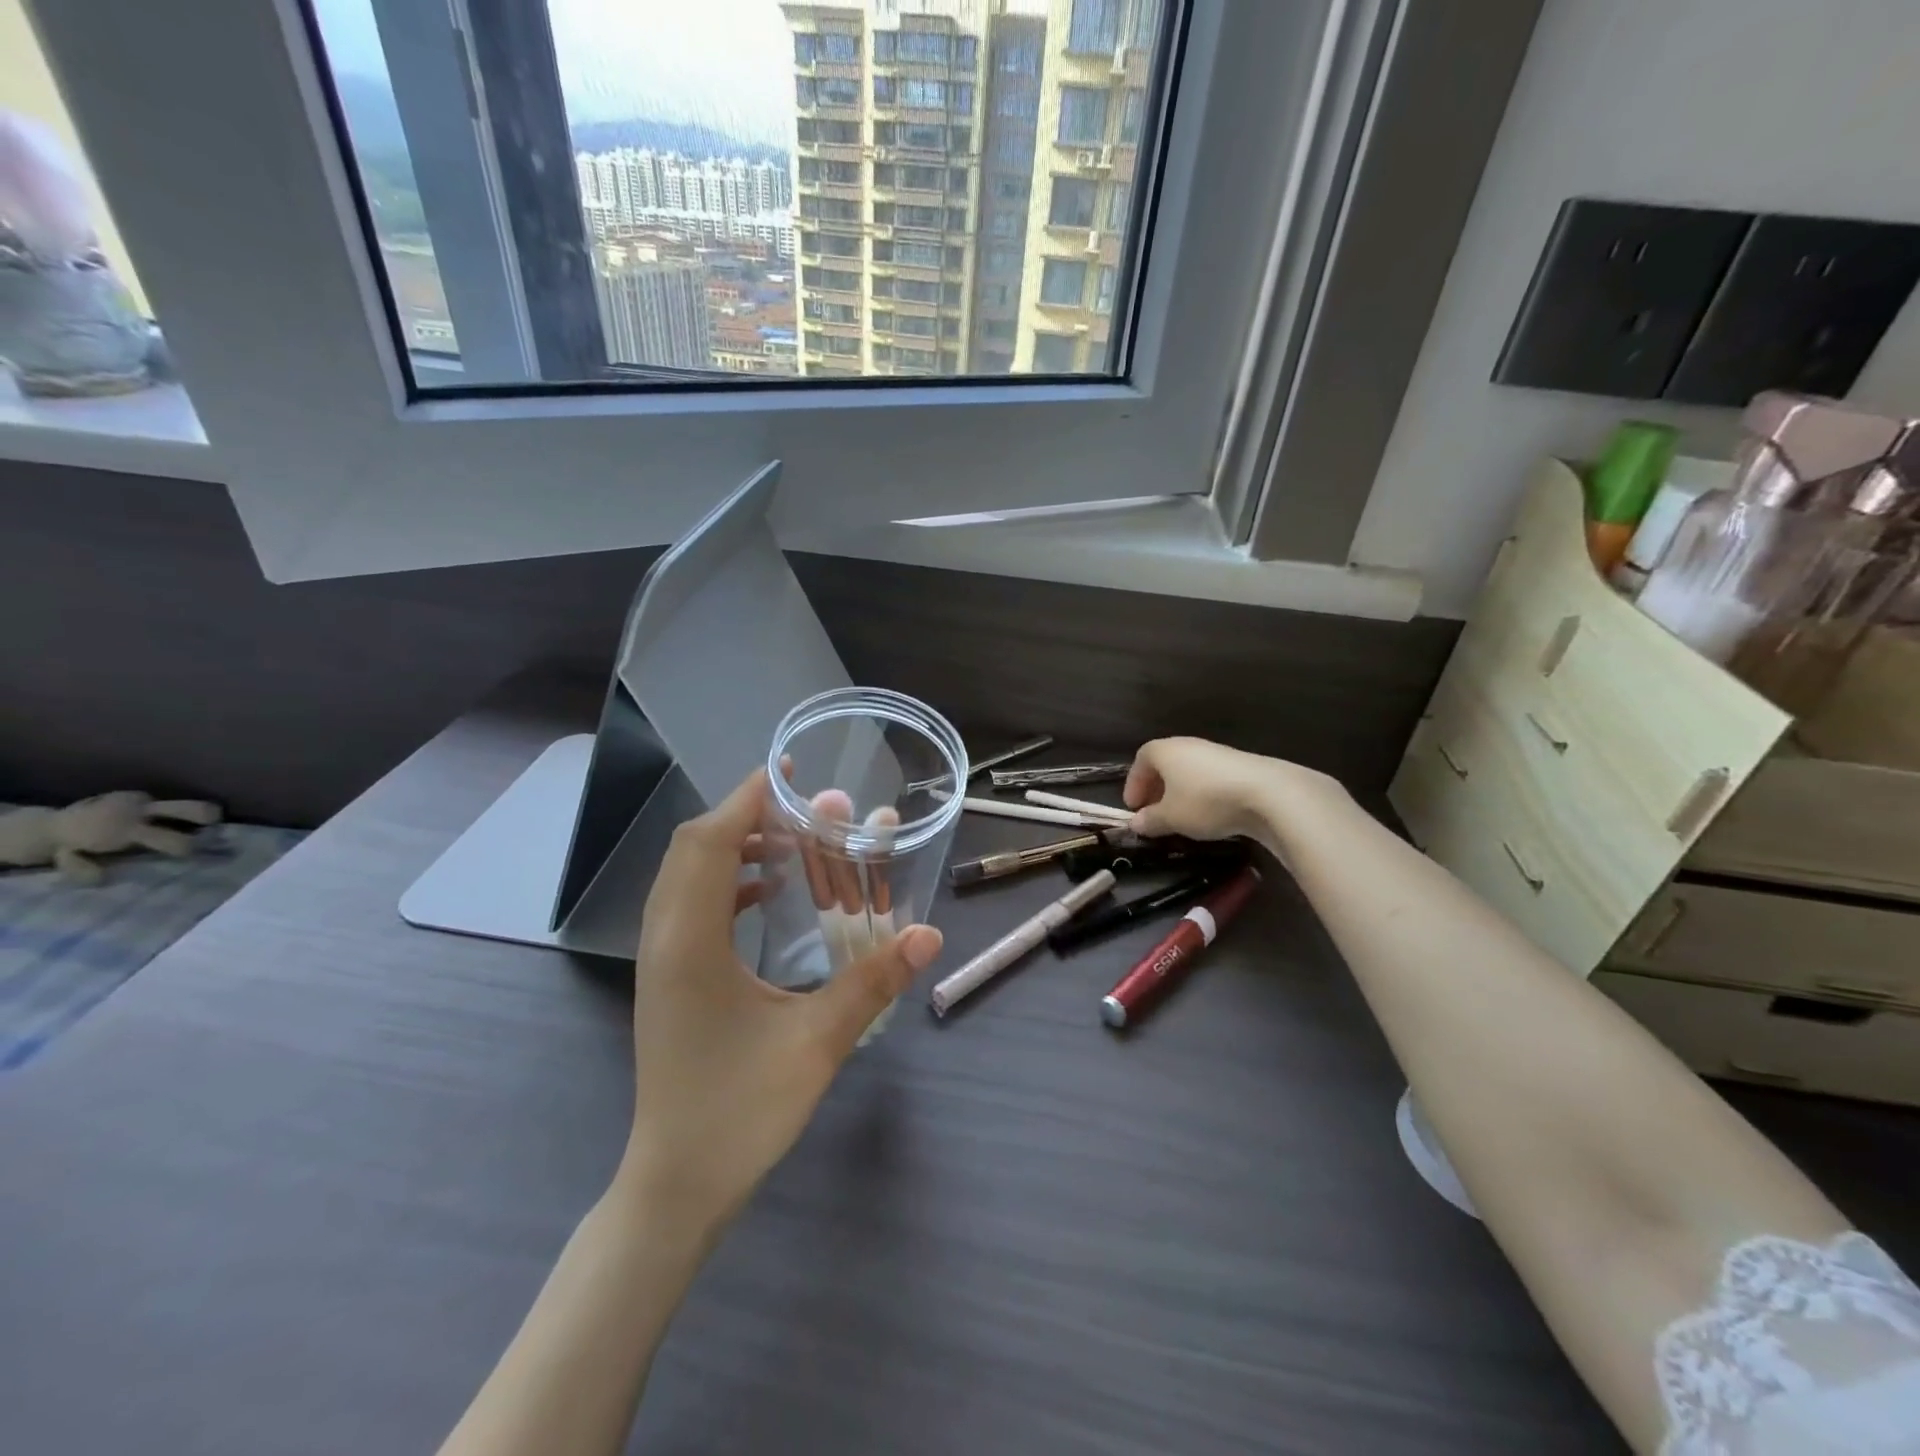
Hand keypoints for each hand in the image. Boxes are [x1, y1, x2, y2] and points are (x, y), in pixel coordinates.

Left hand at [619, 770, 941, 1233]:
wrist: (675, 1184)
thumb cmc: (740, 1112)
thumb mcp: (817, 1043)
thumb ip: (872, 982)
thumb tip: (929, 934)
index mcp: (690, 944)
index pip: (708, 843)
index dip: (746, 800)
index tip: (788, 773)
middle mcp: (663, 940)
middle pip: (691, 849)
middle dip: (743, 816)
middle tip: (799, 808)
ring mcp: (658, 961)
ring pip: (685, 876)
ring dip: (731, 847)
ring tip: (788, 843)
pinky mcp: (665, 979)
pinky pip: (689, 906)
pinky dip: (724, 882)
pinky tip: (764, 894)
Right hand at [1124, 737, 1345, 842]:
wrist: (1267, 794)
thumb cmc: (1205, 801)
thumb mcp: (1171, 818)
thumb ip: (1150, 820)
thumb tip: (1136, 823)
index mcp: (1165, 751)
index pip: (1141, 760)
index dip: (1134, 783)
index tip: (1133, 807)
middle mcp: (1188, 745)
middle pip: (1165, 764)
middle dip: (1156, 788)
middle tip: (1154, 813)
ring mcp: (1217, 753)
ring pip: (1189, 771)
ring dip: (1180, 792)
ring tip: (1181, 816)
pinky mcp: (1240, 765)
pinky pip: (1210, 778)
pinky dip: (1202, 793)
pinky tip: (1209, 813)